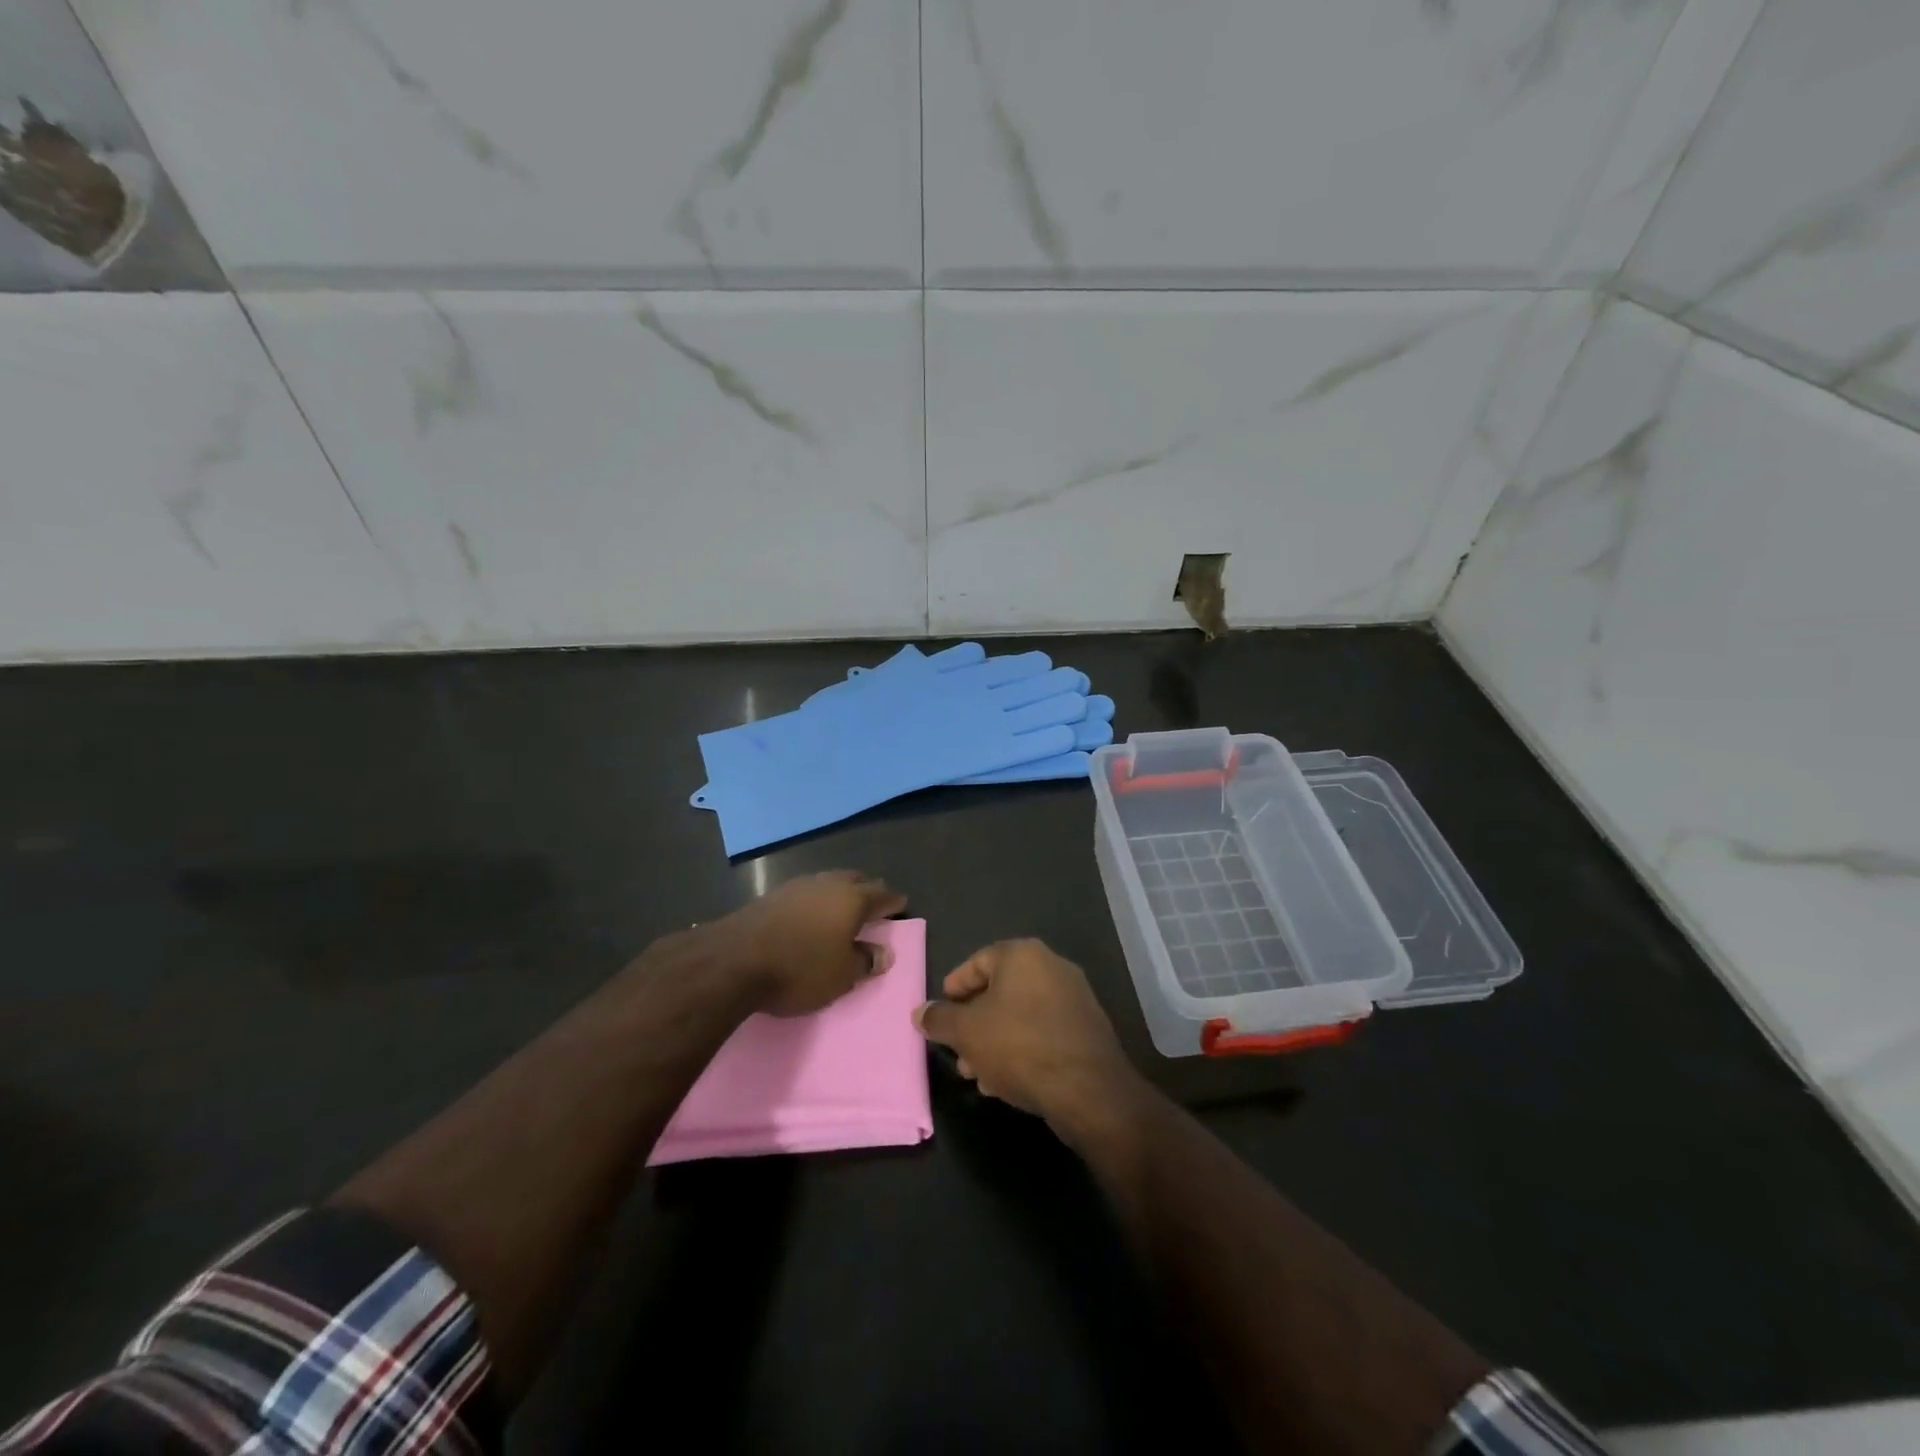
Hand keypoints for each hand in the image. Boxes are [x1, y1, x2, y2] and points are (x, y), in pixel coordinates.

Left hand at [699, 870, 906, 1016]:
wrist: (733, 960)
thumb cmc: (799, 969)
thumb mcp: (841, 976)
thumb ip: (865, 961)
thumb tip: (883, 953)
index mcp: (851, 900)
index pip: (881, 896)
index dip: (893, 902)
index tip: (901, 904)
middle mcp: (827, 885)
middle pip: (854, 880)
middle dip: (867, 889)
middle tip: (874, 902)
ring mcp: (796, 887)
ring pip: (827, 882)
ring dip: (838, 892)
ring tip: (842, 906)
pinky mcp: (770, 896)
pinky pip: (804, 892)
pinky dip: (814, 900)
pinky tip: (810, 913)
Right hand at [914, 939, 1139, 1129]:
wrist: (1087, 1088)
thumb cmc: (1019, 1045)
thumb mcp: (966, 1032)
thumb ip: (940, 1019)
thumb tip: (920, 1012)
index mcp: (1022, 955)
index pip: (978, 961)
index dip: (955, 987)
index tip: (941, 1011)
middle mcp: (1051, 966)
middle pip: (1000, 990)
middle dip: (974, 1022)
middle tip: (957, 1050)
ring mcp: (1074, 997)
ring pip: (1021, 1015)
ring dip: (995, 1040)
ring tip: (977, 1073)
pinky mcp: (1086, 1028)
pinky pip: (1043, 1032)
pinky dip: (1022, 1048)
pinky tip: (1006, 1081)